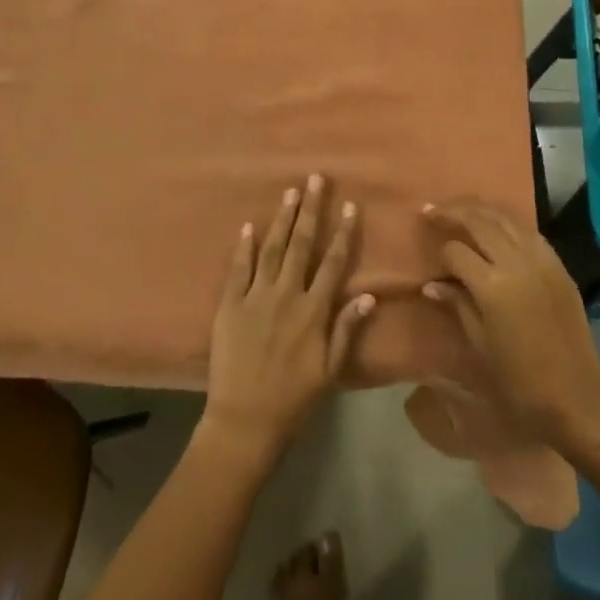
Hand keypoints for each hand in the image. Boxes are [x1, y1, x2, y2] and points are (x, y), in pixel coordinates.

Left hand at [202, 176, 375, 463]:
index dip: (342, 233)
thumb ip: (347, 329)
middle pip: (302, 245)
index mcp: (313, 312)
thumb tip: (370, 296)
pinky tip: (249, 225)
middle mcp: (286, 296)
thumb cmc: (294, 399)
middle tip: (315, 179)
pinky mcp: (229, 304)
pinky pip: (238, 269)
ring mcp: (255, 297)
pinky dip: (244, 246)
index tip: (349, 205)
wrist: (245, 421)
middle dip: (311, 210)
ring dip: (282, 218)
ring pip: (272, 248)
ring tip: (290, 192)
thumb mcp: (330, 370)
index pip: (332, 263)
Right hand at [420, 201, 599, 450]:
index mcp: (493, 286)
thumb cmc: (520, 383)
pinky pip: (529, 232)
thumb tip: (432, 285)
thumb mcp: (480, 346)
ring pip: (506, 218)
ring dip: (479, 210)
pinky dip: (507, 223)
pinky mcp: (559, 267)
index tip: (434, 266)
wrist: (578, 401)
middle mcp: (518, 263)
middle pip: (479, 221)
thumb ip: (458, 305)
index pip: (456, 252)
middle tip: (431, 210)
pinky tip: (496, 227)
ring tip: (459, 208)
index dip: (440, 255)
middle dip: (452, 212)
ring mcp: (542, 261)